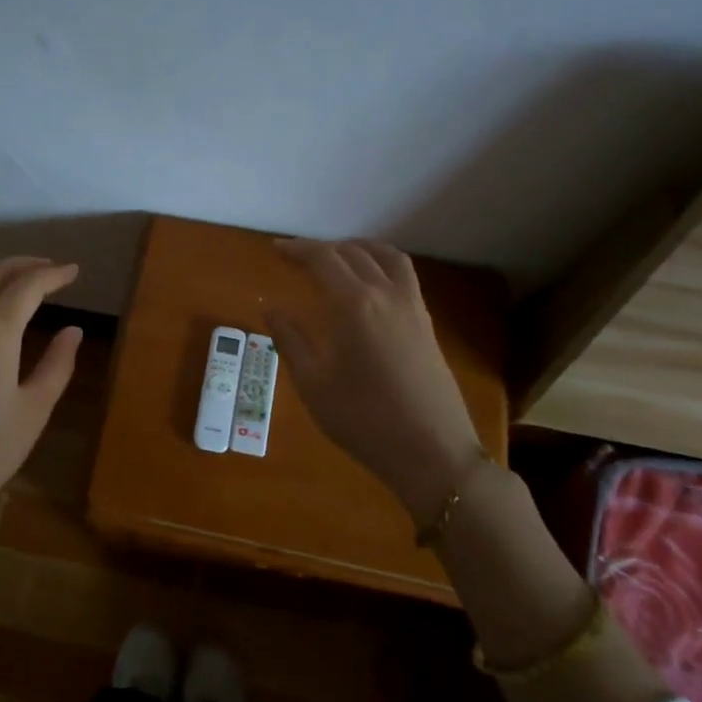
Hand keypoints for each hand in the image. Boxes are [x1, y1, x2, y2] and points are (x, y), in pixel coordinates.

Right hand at [267, 239, 484, 522]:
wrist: (431, 452)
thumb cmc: (363, 419)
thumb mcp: (313, 383)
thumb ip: (290, 340)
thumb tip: (271, 308)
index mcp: (354, 304)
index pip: (323, 259)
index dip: (297, 250)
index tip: (276, 249)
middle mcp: (386, 294)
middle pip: (353, 253)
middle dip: (322, 249)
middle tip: (297, 256)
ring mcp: (412, 307)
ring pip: (387, 257)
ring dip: (358, 248)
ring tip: (337, 256)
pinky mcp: (426, 324)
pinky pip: (404, 276)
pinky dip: (382, 265)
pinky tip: (369, 285)